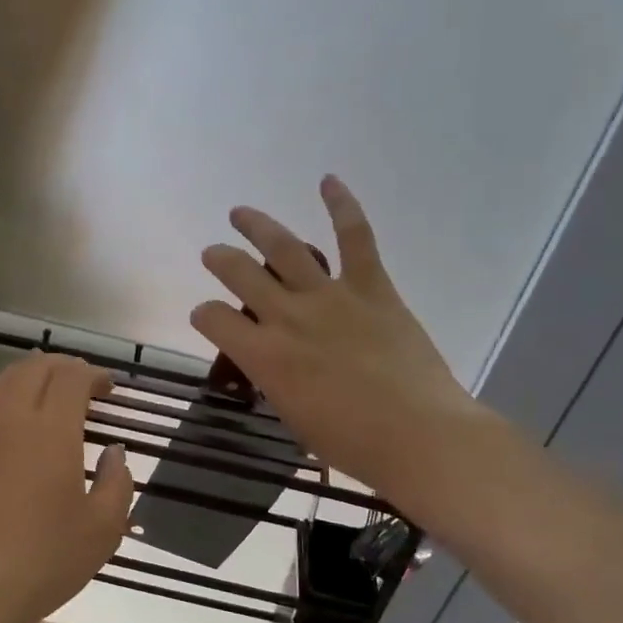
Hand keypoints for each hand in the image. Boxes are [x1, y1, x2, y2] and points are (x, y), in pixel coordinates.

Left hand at [0, 354, 134, 622]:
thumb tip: (114, 454)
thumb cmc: (43, 559)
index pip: (71, 377)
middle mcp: (10, 416)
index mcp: (51, 428)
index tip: (109, 388)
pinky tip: (10, 416)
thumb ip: (118, 482)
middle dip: (63, 367)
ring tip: (49, 392)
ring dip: (31, 376)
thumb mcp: (102, 528)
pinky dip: (2, 394)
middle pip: (34, 368)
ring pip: (3, 380)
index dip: (93, 374)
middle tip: (84, 385)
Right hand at [191, 176, 496, 526]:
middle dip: (220, 260)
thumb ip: (275, 381)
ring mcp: (329, 296)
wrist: (419, 435)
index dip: (203, 314)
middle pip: (239, 273)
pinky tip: (327, 180)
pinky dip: (342, 206)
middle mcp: (287, 316)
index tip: (207, 316)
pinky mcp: (371, 287)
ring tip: (240, 213)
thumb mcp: (294, 417)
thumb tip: (273, 364)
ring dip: (257, 226)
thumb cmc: (352, 442)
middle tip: (214, 254)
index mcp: (263, 355)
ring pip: (284, 248)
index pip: (213, 318)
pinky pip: (356, 238)